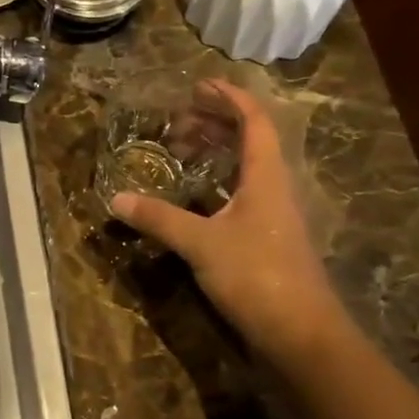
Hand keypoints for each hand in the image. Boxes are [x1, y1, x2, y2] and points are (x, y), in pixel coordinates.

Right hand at [110, 79, 348, 363]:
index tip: (199, 85)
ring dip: (216, 154)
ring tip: (181, 151)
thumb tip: (117, 198)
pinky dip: (216, 185)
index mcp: (266, 177)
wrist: (302, 334)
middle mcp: (274, 189)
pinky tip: (192, 197)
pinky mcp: (267, 241)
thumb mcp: (201, 243)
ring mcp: (273, 217)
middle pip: (251, 142)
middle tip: (178, 120)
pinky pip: (240, 196)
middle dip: (216, 124)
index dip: (230, 98)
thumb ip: (159, 219)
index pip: (254, 122)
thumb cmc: (257, 276)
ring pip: (246, 170)